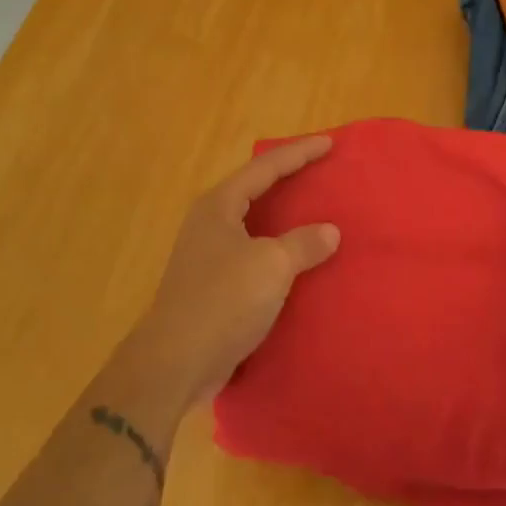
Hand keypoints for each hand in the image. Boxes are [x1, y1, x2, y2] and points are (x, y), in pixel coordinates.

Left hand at [132, 136, 340, 406]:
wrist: (176, 362)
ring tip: (314, 211)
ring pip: (254, 223)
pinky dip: (278, 249)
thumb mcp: (271, 266)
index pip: (264, 167)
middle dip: (288, 179)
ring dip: (283, 217)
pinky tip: (298, 261)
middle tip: (321, 170)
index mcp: (218, 206)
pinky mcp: (213, 285)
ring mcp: (208, 255)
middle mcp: (209, 223)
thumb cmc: (222, 301)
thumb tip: (329, 231)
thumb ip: (303, 243)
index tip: (329, 143)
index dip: (298, 153)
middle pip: (254, 189)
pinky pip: (253, 254)